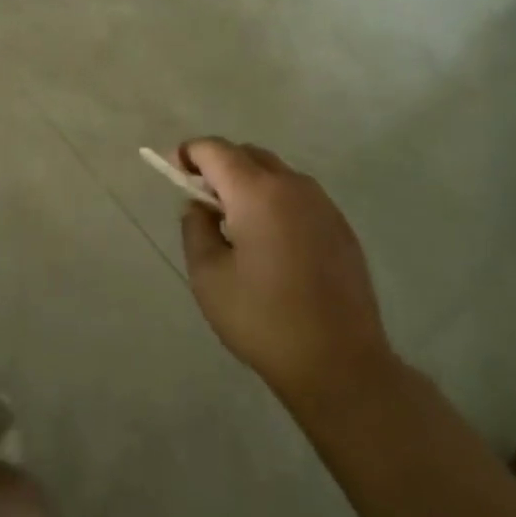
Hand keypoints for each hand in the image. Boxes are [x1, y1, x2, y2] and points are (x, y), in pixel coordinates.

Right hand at [179, 138, 396, 414]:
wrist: (342, 366)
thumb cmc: (264, 320)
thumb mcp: (208, 276)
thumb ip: (195, 229)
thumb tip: (199, 206)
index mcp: (256, 192)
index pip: (215, 150)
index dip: (188, 153)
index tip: (173, 169)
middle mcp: (293, 186)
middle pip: (247, 154)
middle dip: (218, 165)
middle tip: (200, 198)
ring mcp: (323, 205)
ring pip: (276, 173)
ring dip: (249, 182)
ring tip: (235, 221)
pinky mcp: (342, 228)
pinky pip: (299, 196)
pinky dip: (275, 201)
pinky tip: (270, 241)